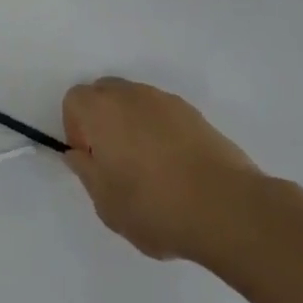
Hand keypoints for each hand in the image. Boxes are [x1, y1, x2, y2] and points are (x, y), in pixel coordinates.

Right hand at [62, 77, 262, 264]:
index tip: (90, 160)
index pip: (74, 100)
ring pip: (136, 102)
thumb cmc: (154, 206)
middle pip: (104, 93)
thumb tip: (79, 154)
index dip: (75, 129)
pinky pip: (165, 115)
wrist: (228, 209)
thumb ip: (85, 172)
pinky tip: (175, 168)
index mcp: (101, 110)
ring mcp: (167, 102)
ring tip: (149, 168)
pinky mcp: (196, 115)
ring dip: (133, 124)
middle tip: (114, 160)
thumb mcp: (105, 202)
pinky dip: (161, 132)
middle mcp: (131, 95)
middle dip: (102, 120)